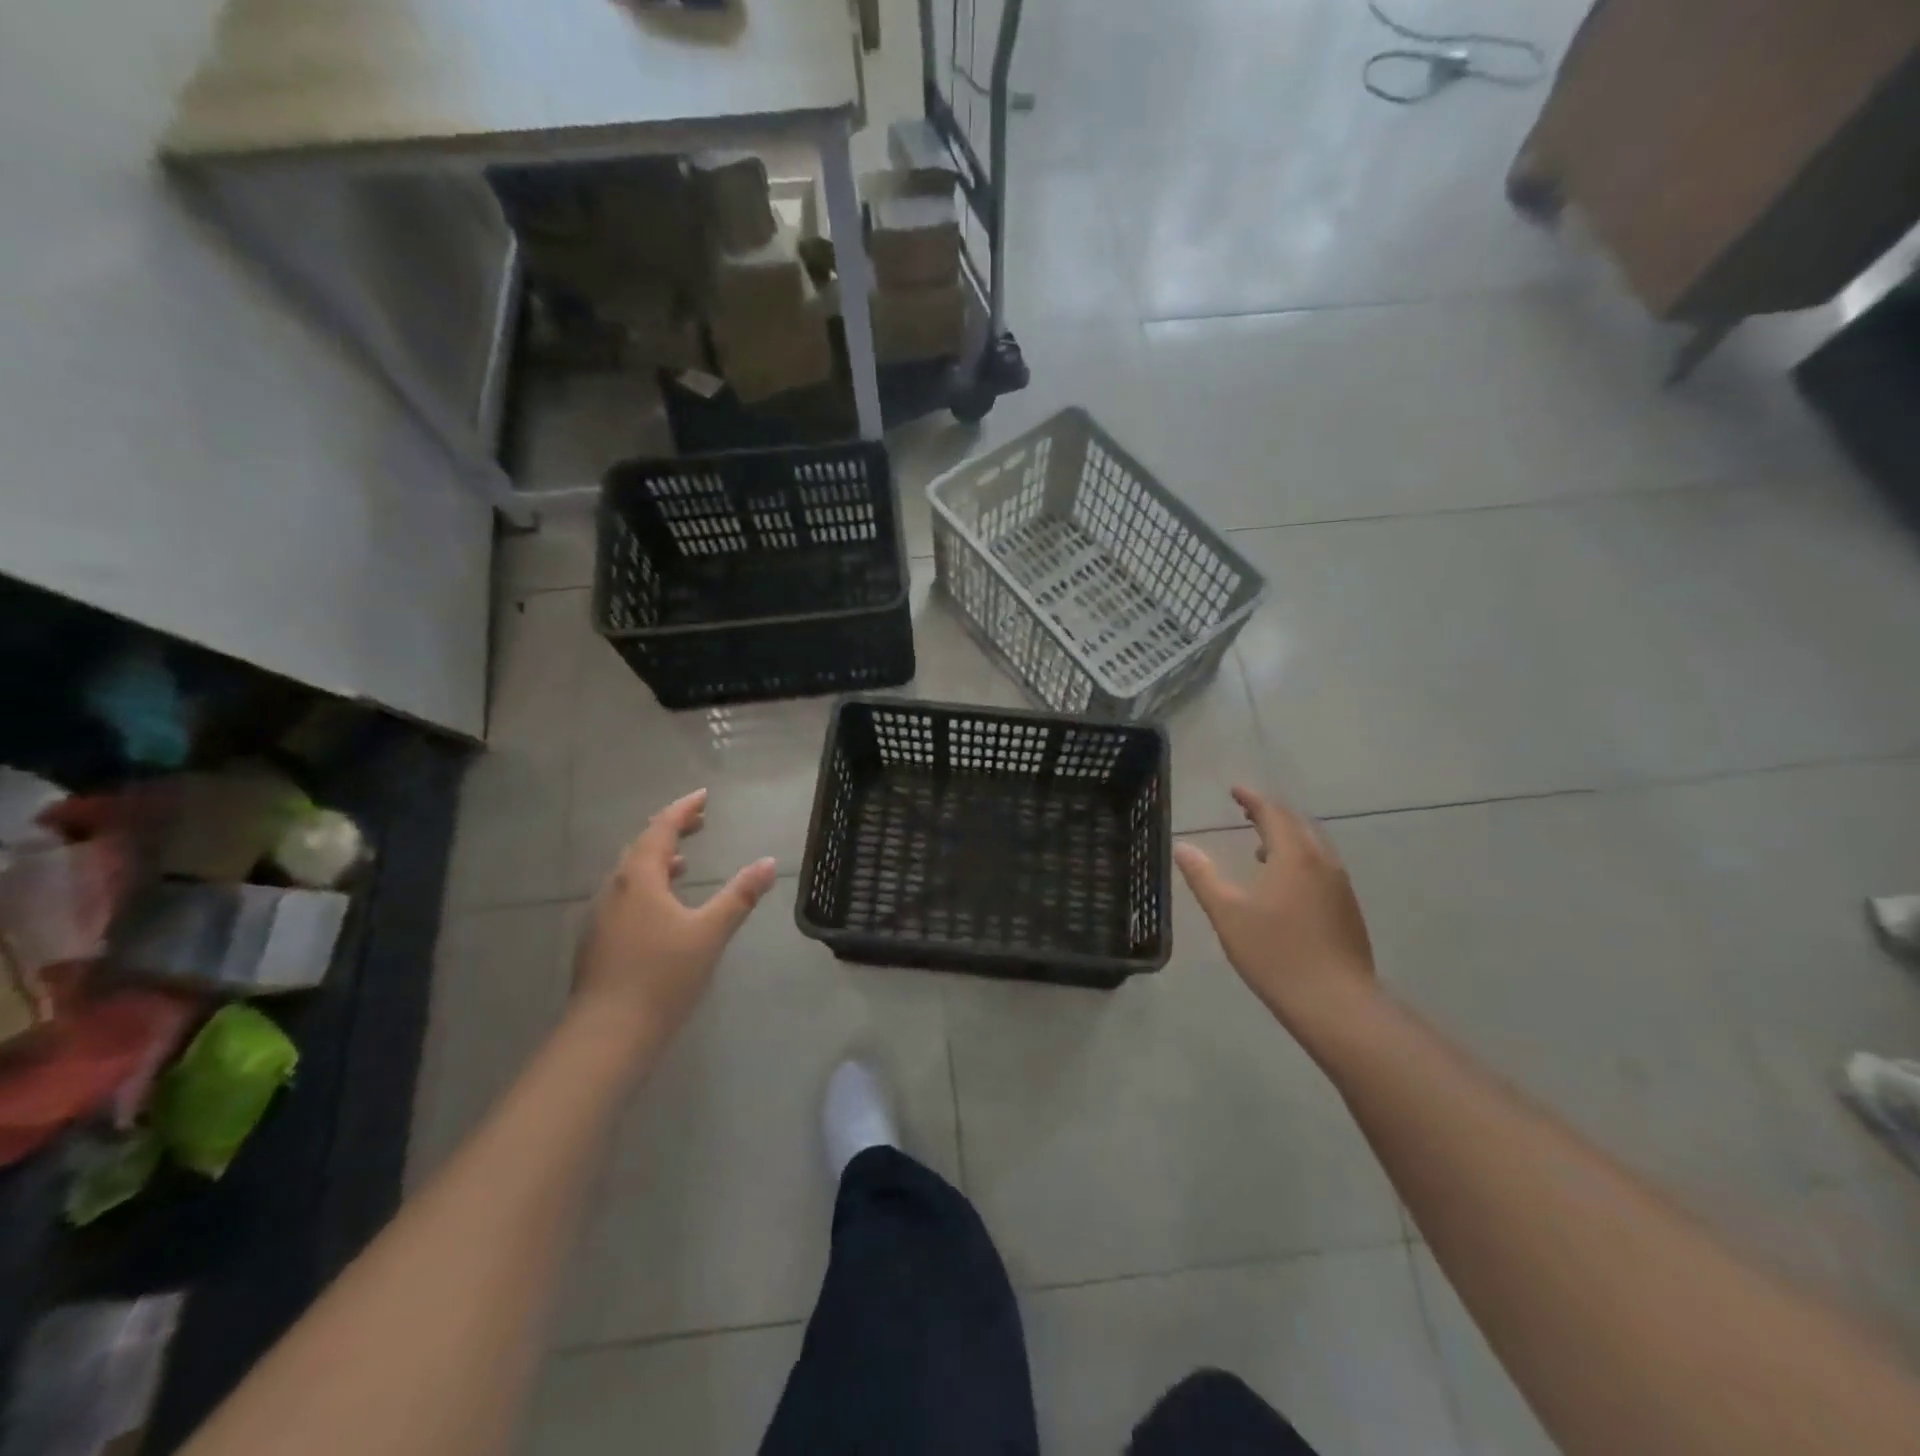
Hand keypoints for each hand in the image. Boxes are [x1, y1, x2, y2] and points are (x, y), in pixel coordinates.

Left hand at [573, 789, 777, 1049]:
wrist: (607, 1035)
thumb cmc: (662, 976)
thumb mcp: (710, 933)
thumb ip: (739, 896)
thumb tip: (768, 862)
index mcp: (639, 879)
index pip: (660, 830)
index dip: (683, 810)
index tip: (703, 797)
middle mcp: (614, 890)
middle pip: (641, 848)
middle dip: (670, 831)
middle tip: (698, 822)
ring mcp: (600, 917)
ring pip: (630, 875)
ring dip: (657, 860)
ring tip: (683, 861)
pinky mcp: (597, 942)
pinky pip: (624, 897)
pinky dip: (647, 887)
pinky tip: (661, 908)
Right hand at [1173, 787, 1375, 1027]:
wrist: (1336, 1003)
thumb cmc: (1275, 953)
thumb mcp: (1227, 914)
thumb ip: (1203, 876)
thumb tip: (1183, 847)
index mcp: (1294, 856)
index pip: (1273, 813)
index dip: (1252, 798)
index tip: (1234, 790)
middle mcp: (1322, 862)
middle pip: (1298, 824)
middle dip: (1271, 813)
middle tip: (1246, 810)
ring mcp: (1340, 886)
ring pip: (1313, 846)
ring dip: (1287, 836)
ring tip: (1259, 845)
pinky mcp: (1347, 909)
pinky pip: (1321, 866)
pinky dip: (1299, 858)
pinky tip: (1284, 883)